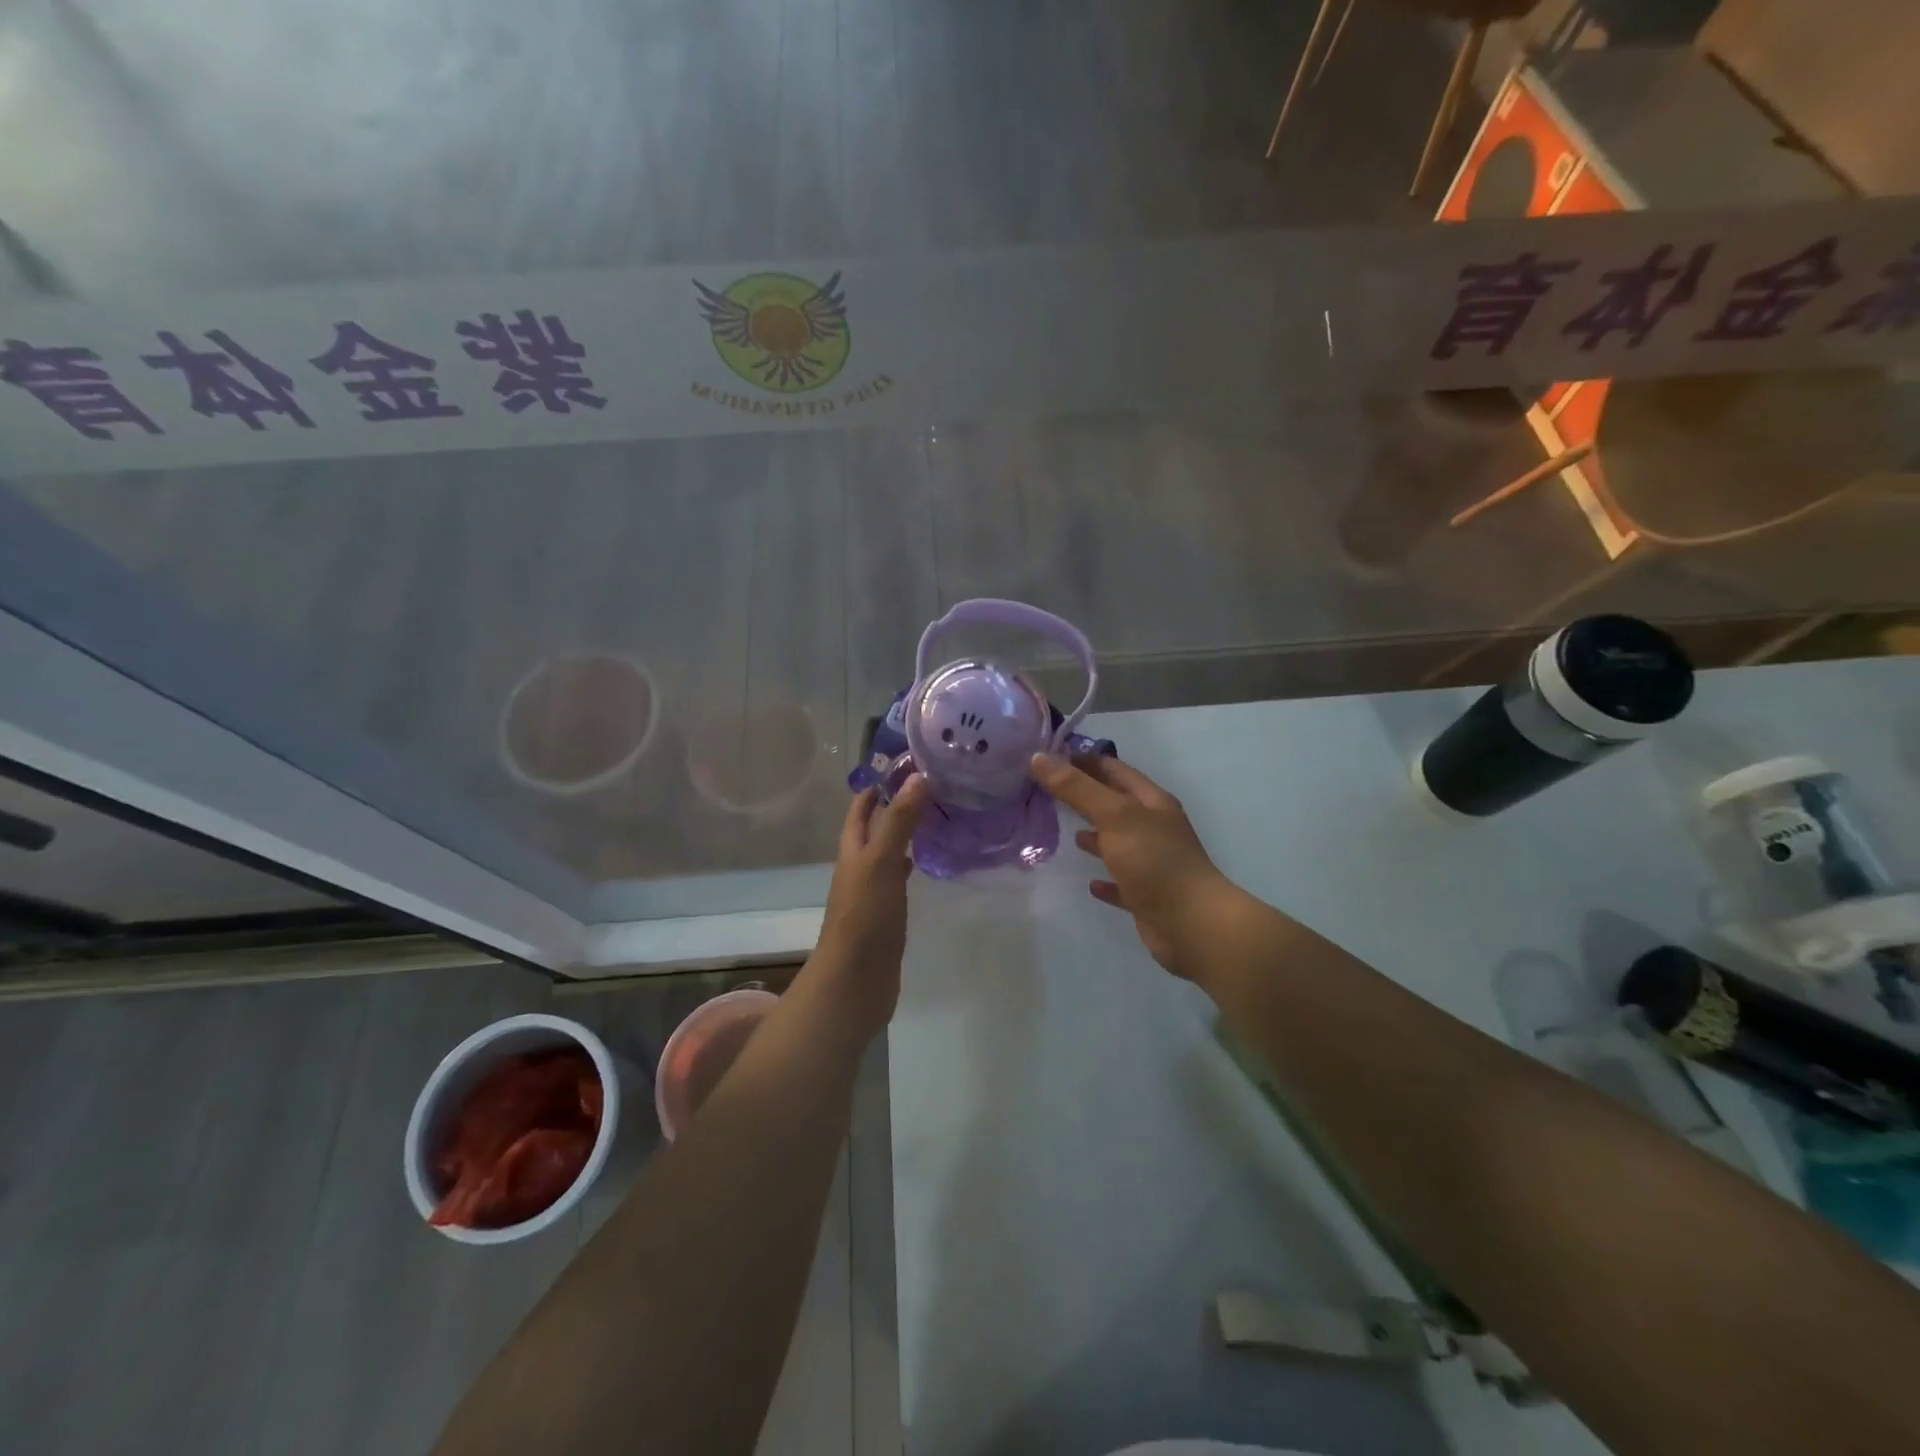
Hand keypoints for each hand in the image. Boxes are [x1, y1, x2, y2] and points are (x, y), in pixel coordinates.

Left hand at [809, 776, 930, 1035]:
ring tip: (939, 816)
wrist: (855, 982)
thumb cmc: (865, 918)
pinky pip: (900, 879)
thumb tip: (918, 777)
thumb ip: (899, 821)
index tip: (911, 763)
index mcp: (853, 850)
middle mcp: (860, 866)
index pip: (861, 807)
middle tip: (934, 786)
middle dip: (898, 805)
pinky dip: (913, 864)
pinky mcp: (888, 914)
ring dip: (907, 833)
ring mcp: (873, 891)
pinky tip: (930, 863)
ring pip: (889, 852)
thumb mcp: (881, 862)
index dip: (879, 783)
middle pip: (875, 827)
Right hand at [1031, 753, 1233, 976]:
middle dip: (1085, 795)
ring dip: (1095, 835)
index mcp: (1151, 802)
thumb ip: (1076, 788)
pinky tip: (1089, 883)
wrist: (1193, 925)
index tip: (1048, 757)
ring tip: (1065, 831)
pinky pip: (1121, 882)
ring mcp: (1152, 863)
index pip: (1113, 769)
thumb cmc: (1155, 861)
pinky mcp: (1147, 896)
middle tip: (1046, 791)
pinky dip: (1105, 879)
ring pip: (1117, 841)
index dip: (1083, 760)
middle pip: (1115, 803)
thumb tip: (1039, 758)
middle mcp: (1154, 828)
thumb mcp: (1114, 816)